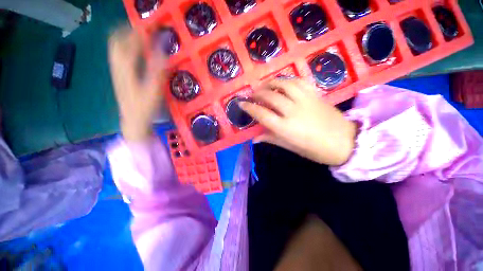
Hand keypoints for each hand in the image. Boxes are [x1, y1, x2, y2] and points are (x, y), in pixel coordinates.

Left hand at [108, 27, 165, 141]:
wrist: (133, 119)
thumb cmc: (145, 107)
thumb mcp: (154, 90)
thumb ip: (157, 70)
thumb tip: (162, 51)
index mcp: (126, 69)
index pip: (128, 44)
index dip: (138, 34)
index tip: (151, 28)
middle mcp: (117, 66)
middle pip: (116, 41)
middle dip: (127, 31)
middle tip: (142, 29)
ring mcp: (116, 71)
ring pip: (115, 47)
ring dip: (124, 37)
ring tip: (138, 35)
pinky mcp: (118, 75)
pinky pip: (117, 55)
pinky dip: (124, 47)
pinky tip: (133, 49)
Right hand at [239, 79, 356, 165]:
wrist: (346, 142)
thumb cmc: (316, 150)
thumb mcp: (291, 147)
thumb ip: (271, 139)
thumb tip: (255, 138)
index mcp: (285, 128)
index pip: (261, 114)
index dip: (249, 107)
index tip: (241, 103)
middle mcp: (292, 111)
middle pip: (270, 97)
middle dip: (257, 94)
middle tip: (252, 95)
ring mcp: (305, 100)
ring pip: (283, 85)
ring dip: (271, 83)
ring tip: (265, 86)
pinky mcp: (315, 94)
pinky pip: (298, 81)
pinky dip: (287, 80)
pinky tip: (283, 83)